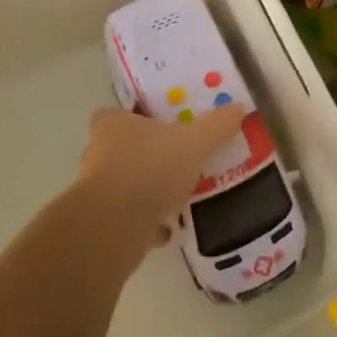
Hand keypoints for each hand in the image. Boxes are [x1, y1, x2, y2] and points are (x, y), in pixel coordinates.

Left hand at [77, 103, 245, 256]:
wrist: (114, 226)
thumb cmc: (151, 168)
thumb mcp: (194, 142)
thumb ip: (217, 126)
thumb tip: (240, 107)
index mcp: (113, 125)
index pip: (115, 114)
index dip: (135, 119)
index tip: (159, 127)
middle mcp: (97, 153)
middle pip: (121, 149)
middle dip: (145, 156)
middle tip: (175, 161)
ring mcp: (95, 191)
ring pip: (124, 185)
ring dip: (146, 191)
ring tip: (176, 197)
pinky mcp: (99, 224)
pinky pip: (126, 219)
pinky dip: (145, 223)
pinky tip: (168, 230)